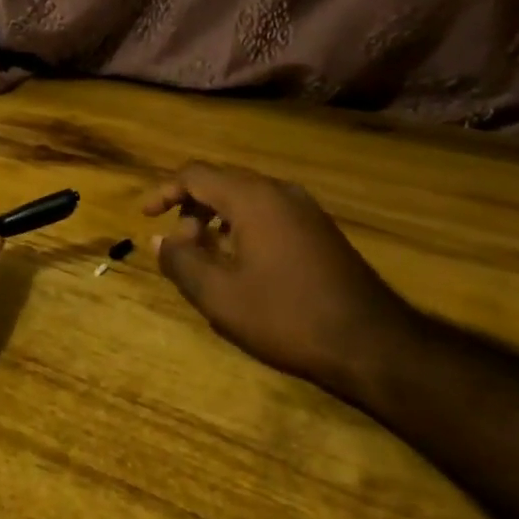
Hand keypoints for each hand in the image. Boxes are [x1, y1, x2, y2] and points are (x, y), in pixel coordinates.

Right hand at [143, 163, 419, 396]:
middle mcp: (280, 192)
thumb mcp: (221, 296)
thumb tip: (161, 240)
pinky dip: (243, 225)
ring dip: (217, 217)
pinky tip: (242, 262)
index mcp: (253, 198)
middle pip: (222, 181)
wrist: (373, 343)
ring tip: (205, 255)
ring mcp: (305, 209)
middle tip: (177, 244)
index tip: (145, 216)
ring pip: (247, 197)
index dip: (165, 191)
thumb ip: (182, 262)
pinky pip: (269, 211)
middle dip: (191, 207)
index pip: (196, 175)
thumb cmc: (288, 316)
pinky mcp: (320, 229)